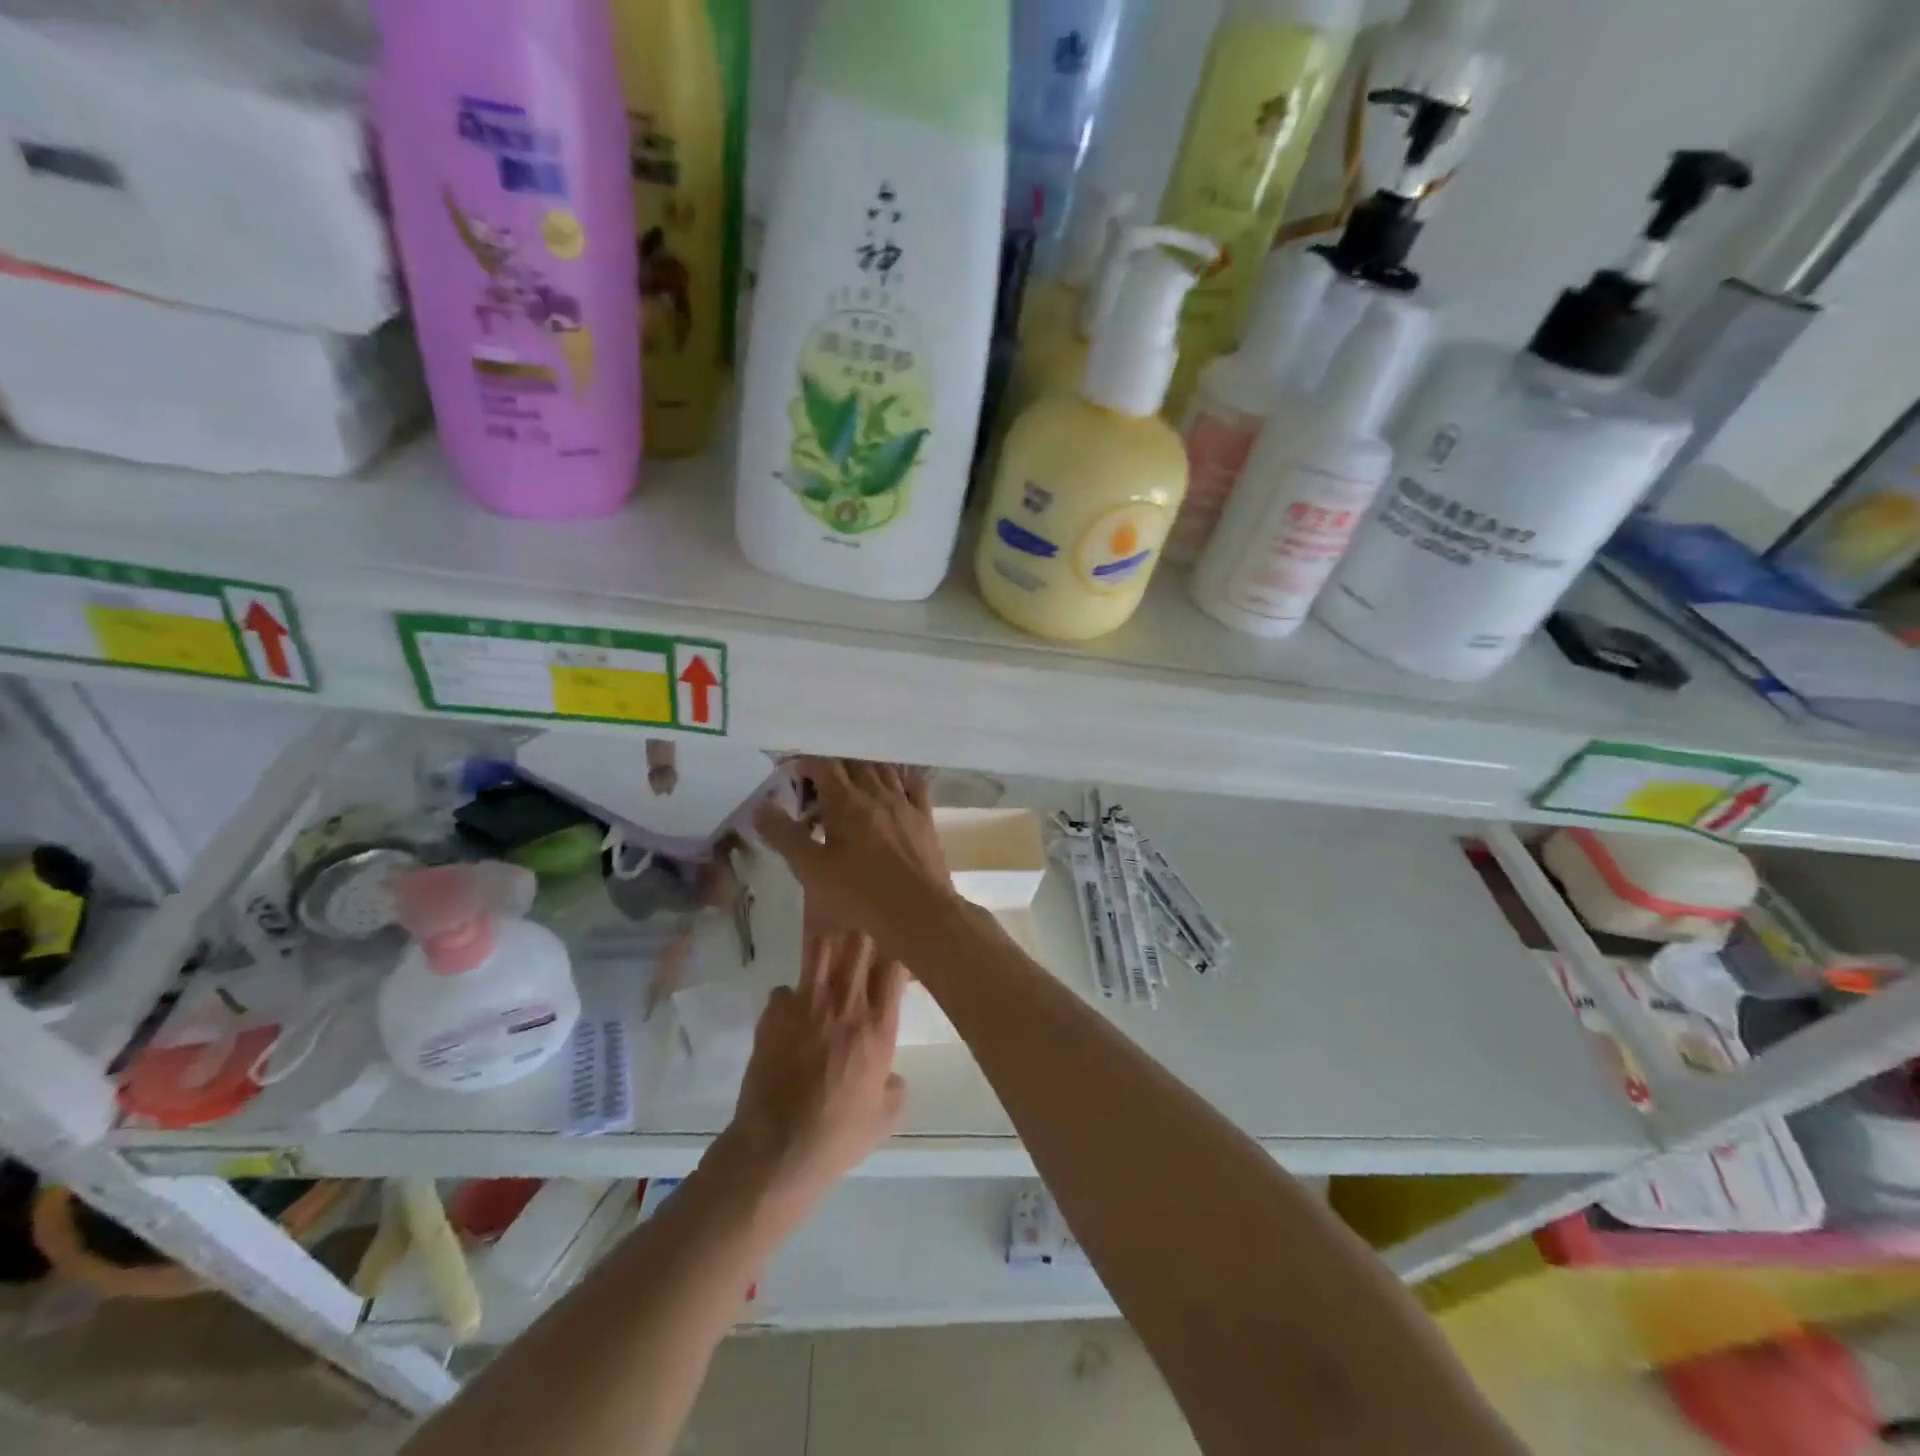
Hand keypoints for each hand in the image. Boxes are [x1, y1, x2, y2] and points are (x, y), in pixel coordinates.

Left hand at [727, 930, 906, 1209]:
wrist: (777, 1148)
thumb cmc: (838, 1136)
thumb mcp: (885, 1118)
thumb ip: (894, 1087)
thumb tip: (890, 1076)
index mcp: (878, 1027)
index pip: (893, 967)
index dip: (893, 958)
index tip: (891, 964)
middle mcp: (846, 1005)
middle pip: (859, 944)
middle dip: (862, 941)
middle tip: (860, 951)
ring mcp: (806, 1004)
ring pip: (820, 949)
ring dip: (827, 952)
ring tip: (827, 961)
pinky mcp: (773, 1014)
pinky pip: (784, 989)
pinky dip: (789, 998)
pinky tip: (790, 1015)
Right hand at [753, 758, 955, 954]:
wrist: (918, 911)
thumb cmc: (860, 893)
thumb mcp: (811, 869)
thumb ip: (784, 835)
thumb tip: (760, 806)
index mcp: (847, 801)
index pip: (823, 765)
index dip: (804, 763)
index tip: (790, 773)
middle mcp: (877, 793)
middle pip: (853, 763)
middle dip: (831, 767)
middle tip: (815, 787)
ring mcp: (905, 804)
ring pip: (883, 770)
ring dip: (863, 770)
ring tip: (849, 785)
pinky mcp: (925, 819)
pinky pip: (913, 785)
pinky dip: (899, 778)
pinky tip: (893, 786)